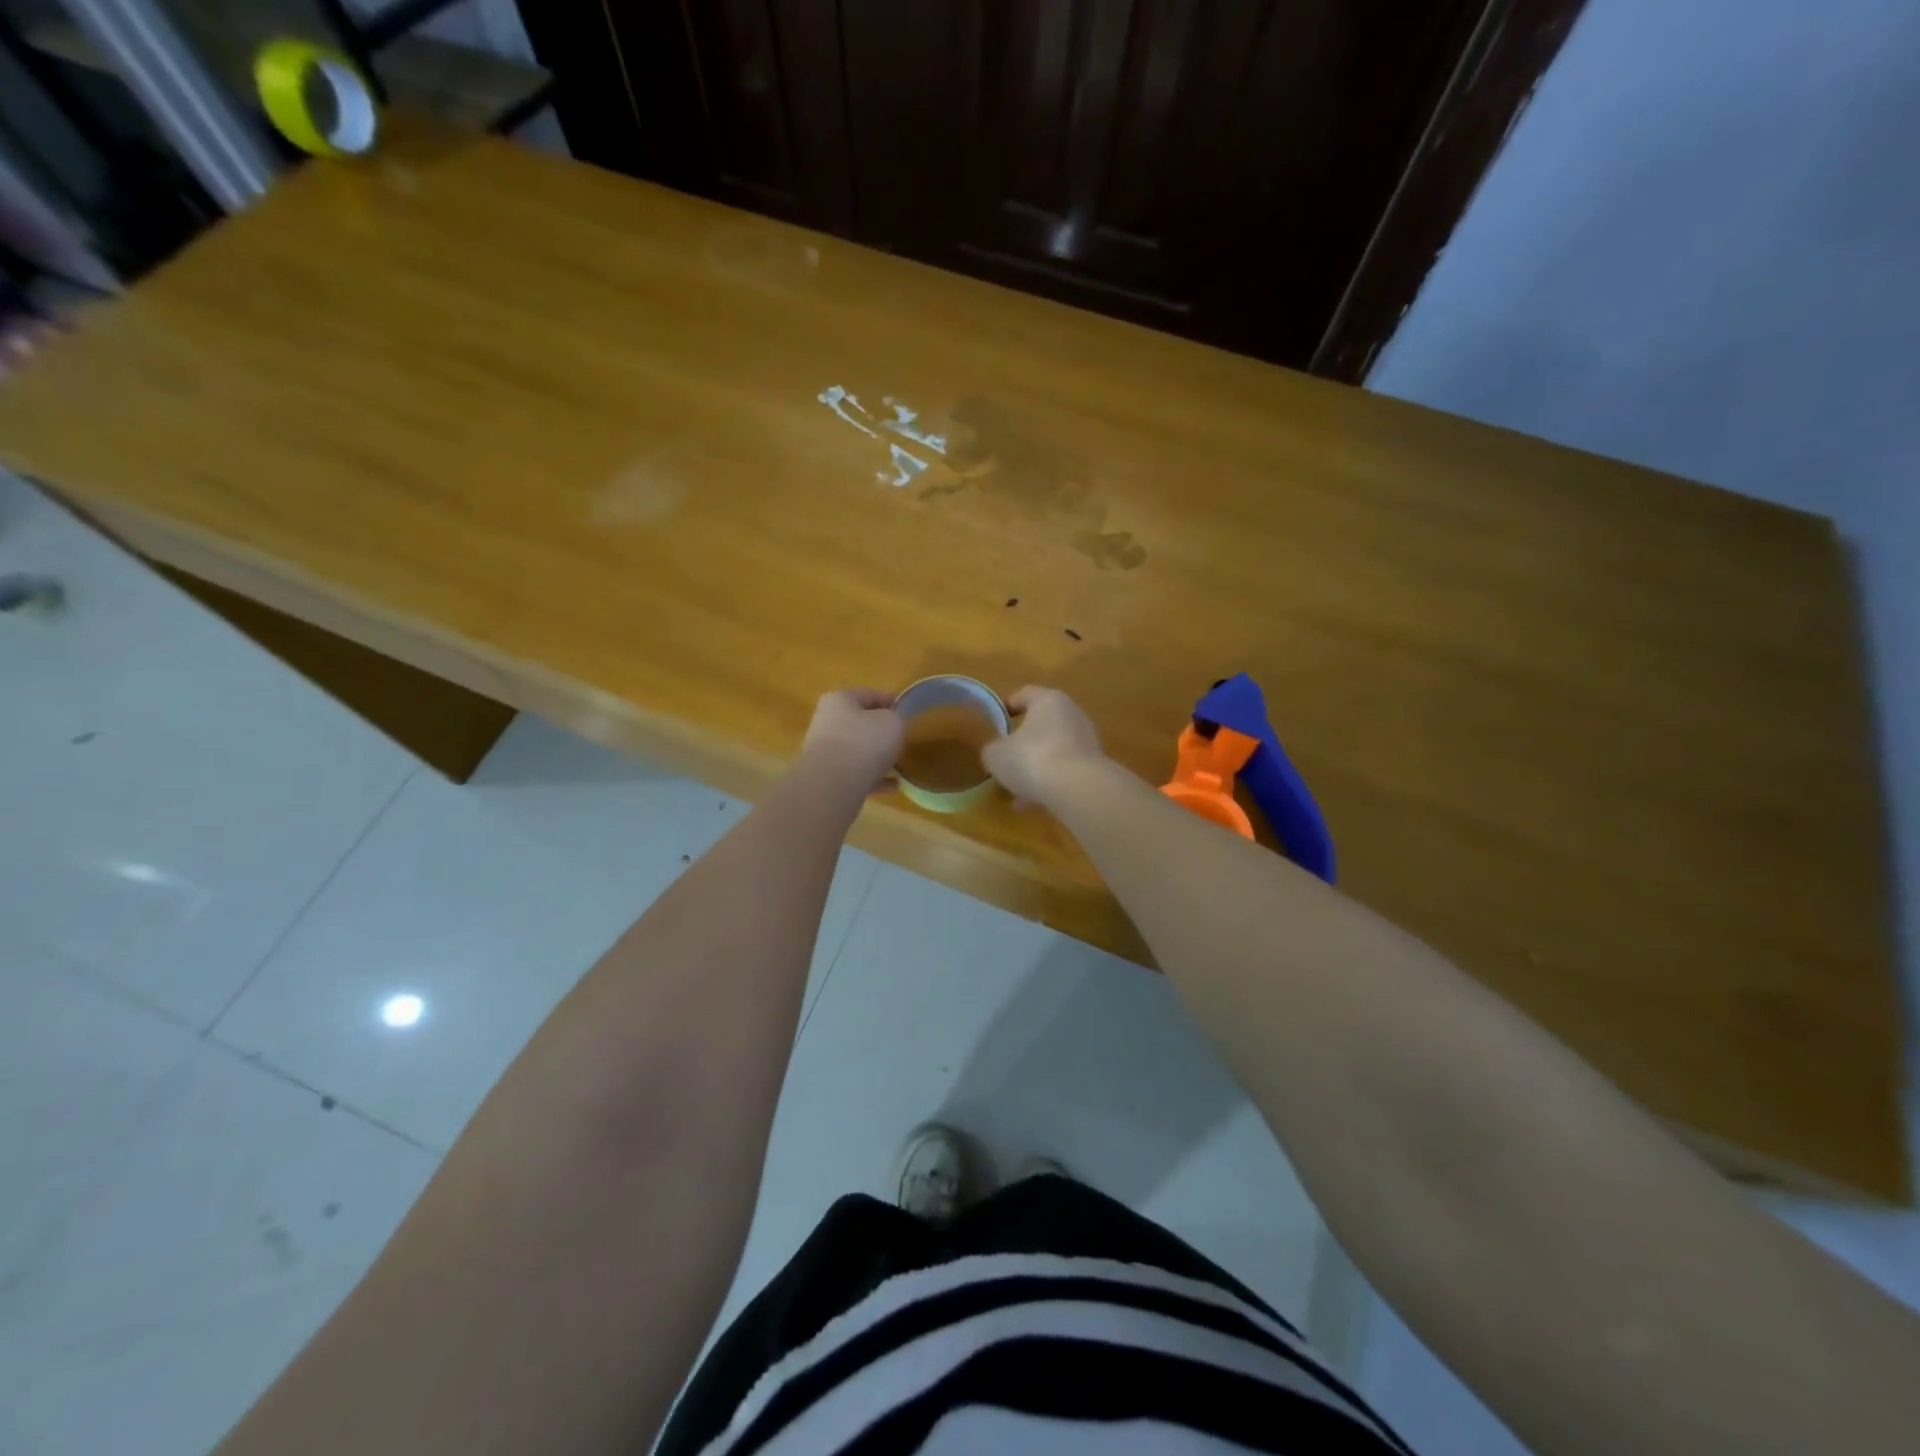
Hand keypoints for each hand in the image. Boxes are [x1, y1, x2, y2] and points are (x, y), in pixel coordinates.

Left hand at [800, 687, 904, 795]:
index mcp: (839, 700)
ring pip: (856, 750)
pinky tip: (893, 785)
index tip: (907, 710)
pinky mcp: (828, 778)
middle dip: (880, 731)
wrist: (833, 785)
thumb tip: (892, 724)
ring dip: (876, 756)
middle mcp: (827, 722)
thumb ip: (896, 718)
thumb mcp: (892, 722)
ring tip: (899, 763)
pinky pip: (856, 774)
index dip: (890, 700)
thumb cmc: (864, 742)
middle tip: (901, 738)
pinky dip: (874, 778)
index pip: (868, 694)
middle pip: (859, 723)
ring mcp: (825, 752)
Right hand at [981, 686, 1105, 806]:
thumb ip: (993, 749)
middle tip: (1007, 758)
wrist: (1078, 789)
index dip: (1009, 705)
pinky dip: (1051, 781)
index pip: (1025, 694)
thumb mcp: (996, 755)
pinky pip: (1066, 769)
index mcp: (1048, 700)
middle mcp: (1072, 714)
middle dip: (1024, 742)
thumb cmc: (1032, 759)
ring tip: (1018, 789)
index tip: (997, 721)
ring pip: (1054, 750)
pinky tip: (1036, 802)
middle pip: (1042, 723)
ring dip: (1037, 766)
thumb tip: (997, 751)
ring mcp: (1087, 740)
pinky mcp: (1095, 765)